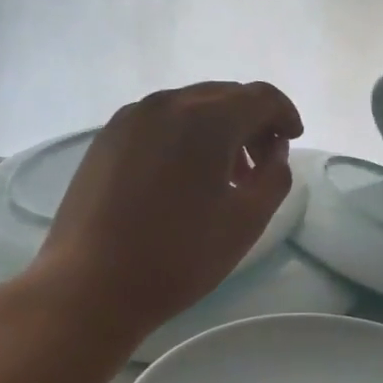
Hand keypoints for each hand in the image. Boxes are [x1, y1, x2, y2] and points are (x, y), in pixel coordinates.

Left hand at [15, 81, 302, 347]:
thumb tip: (274, 152)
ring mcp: (130, 119)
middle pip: (225, 96)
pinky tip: (185, 177)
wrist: (89, 286)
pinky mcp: (106, 139)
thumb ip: (275, 176)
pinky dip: (185, 136)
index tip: (293, 140)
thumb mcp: (247, 220)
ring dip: (219, 129)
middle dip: (252, 122)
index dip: (285, 114)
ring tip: (225, 176)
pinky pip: (160, 122)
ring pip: (190, 107)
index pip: (260, 97)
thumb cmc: (178, 256)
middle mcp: (166, 104)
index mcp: (205, 119)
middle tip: (262, 164)